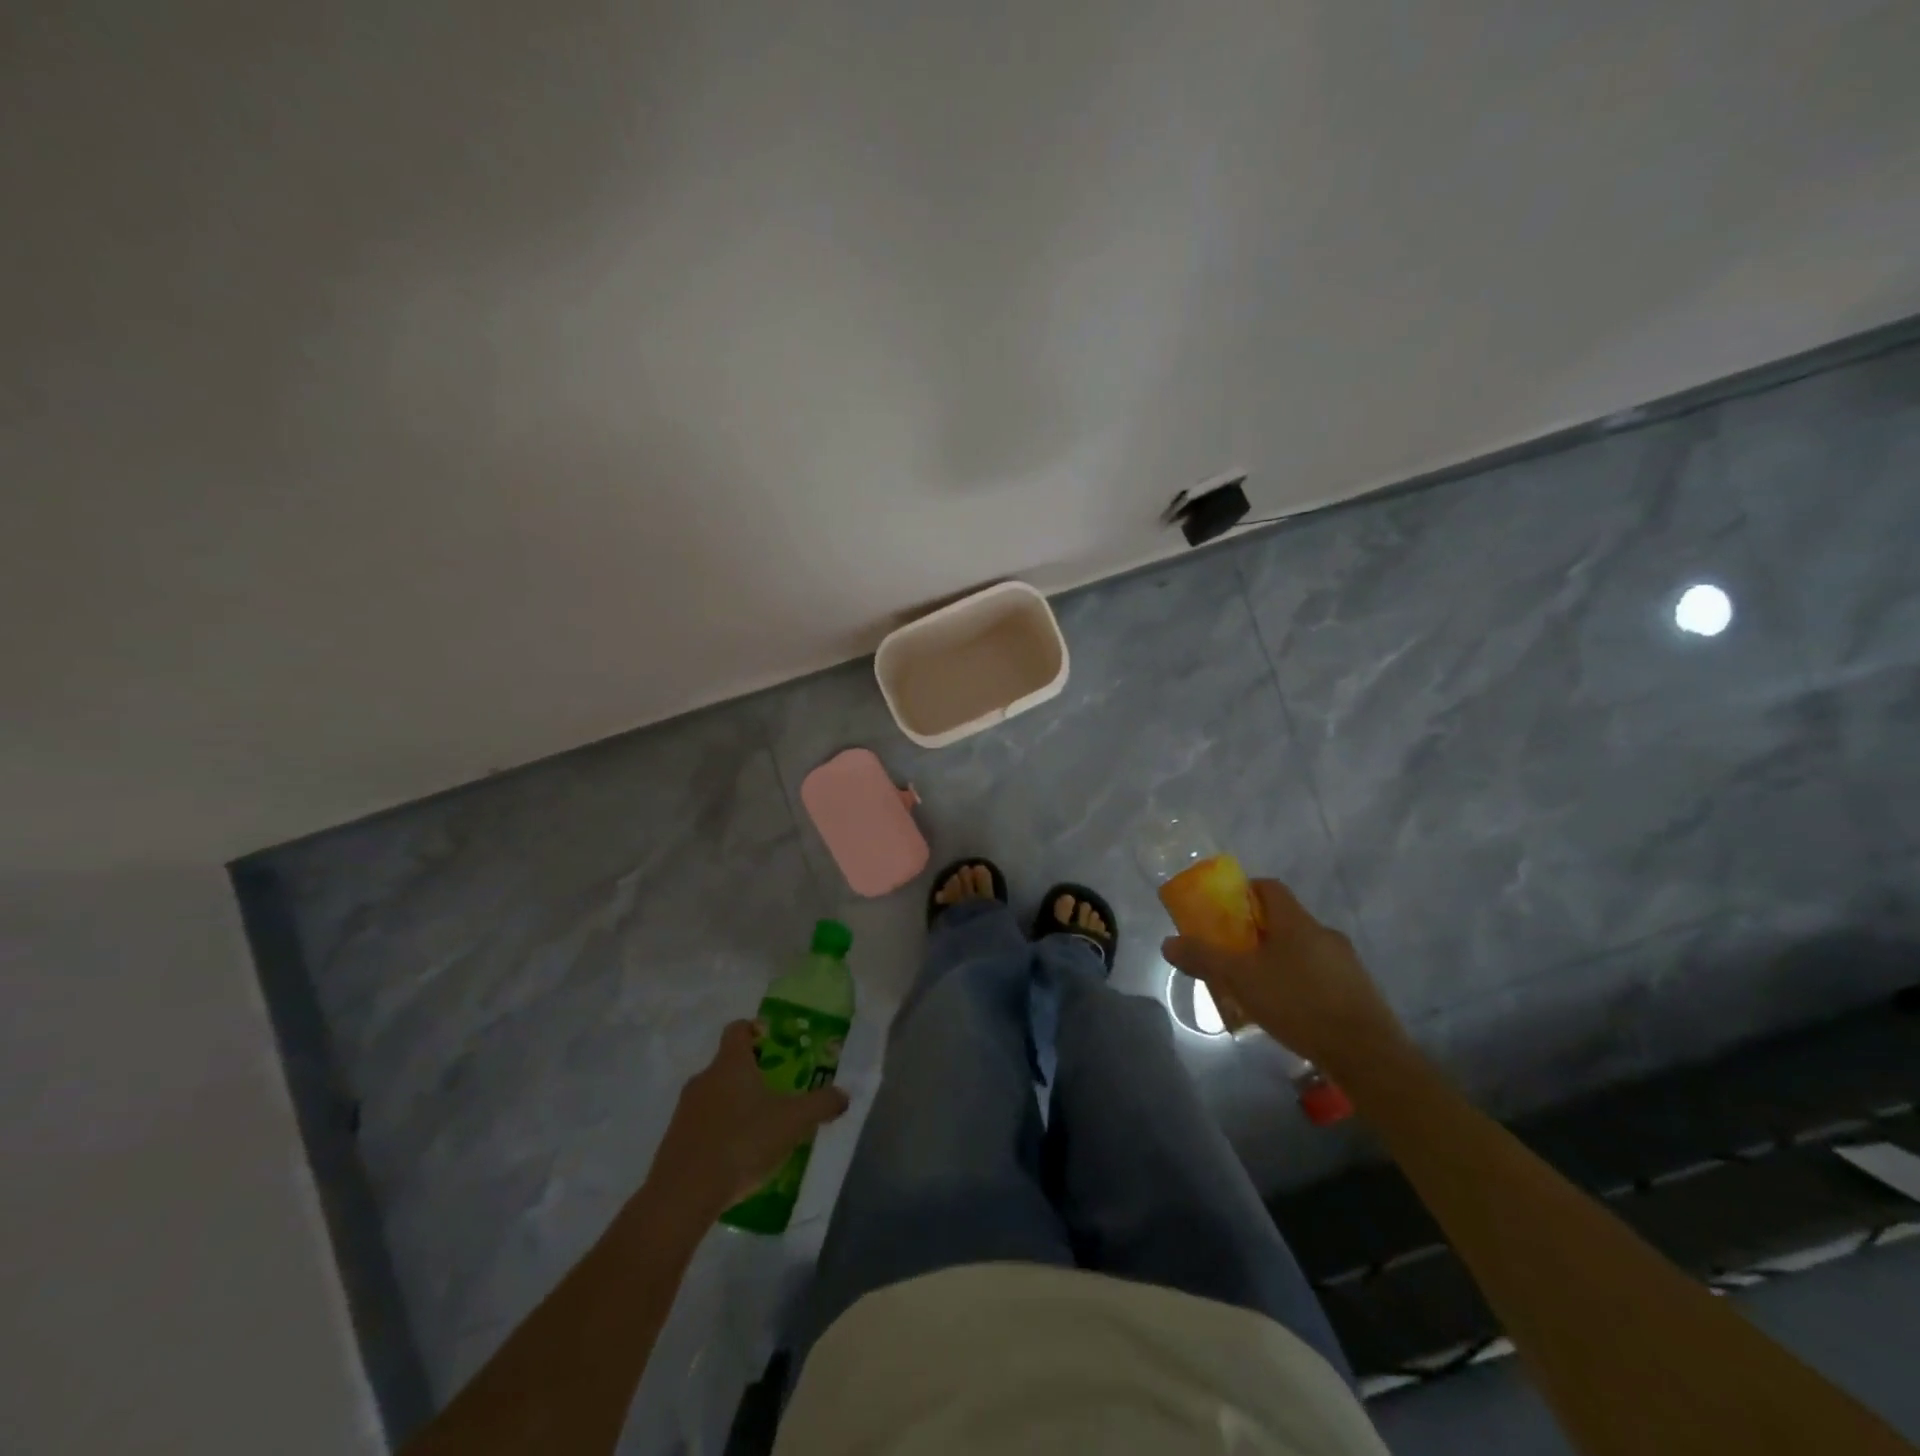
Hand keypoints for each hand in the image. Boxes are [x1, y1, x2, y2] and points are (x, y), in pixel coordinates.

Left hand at [645, 1020, 849, 1217]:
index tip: (774, 1044)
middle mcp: (704, 1078)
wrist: (683, 1195)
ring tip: (761, 1128)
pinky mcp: (674, 1141)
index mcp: (730, 1063)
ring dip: (736, 1105)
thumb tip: (843, 1095)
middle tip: (778, 1091)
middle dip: (753, 1074)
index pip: (738, 1029)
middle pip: (729, 1064)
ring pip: (716, 1095)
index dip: (756, 1030)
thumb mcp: (793, 1122)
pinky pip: (703, 1124)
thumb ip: (821, 1104)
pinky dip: (720, 1131)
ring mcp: (685, 1110)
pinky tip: (737, 1157)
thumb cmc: (742, 1142)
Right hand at [1161, 878, 1407, 1076]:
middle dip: (1254, 933)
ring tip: (1256, 988)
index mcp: (1296, 921)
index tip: (1223, 911)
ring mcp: (1346, 963)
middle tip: (1231, 954)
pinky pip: (1319, 975)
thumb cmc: (1298, 1003)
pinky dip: (1298, 983)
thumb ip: (1204, 958)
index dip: (1243, 892)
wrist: (1367, 1054)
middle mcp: (1324, 933)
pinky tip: (1287, 1011)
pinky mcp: (1358, 992)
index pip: (1269, 887)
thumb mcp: (1240, 979)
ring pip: (1302, 950)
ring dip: (1277, 960)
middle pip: (1283, 920)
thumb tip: (1168, 943)